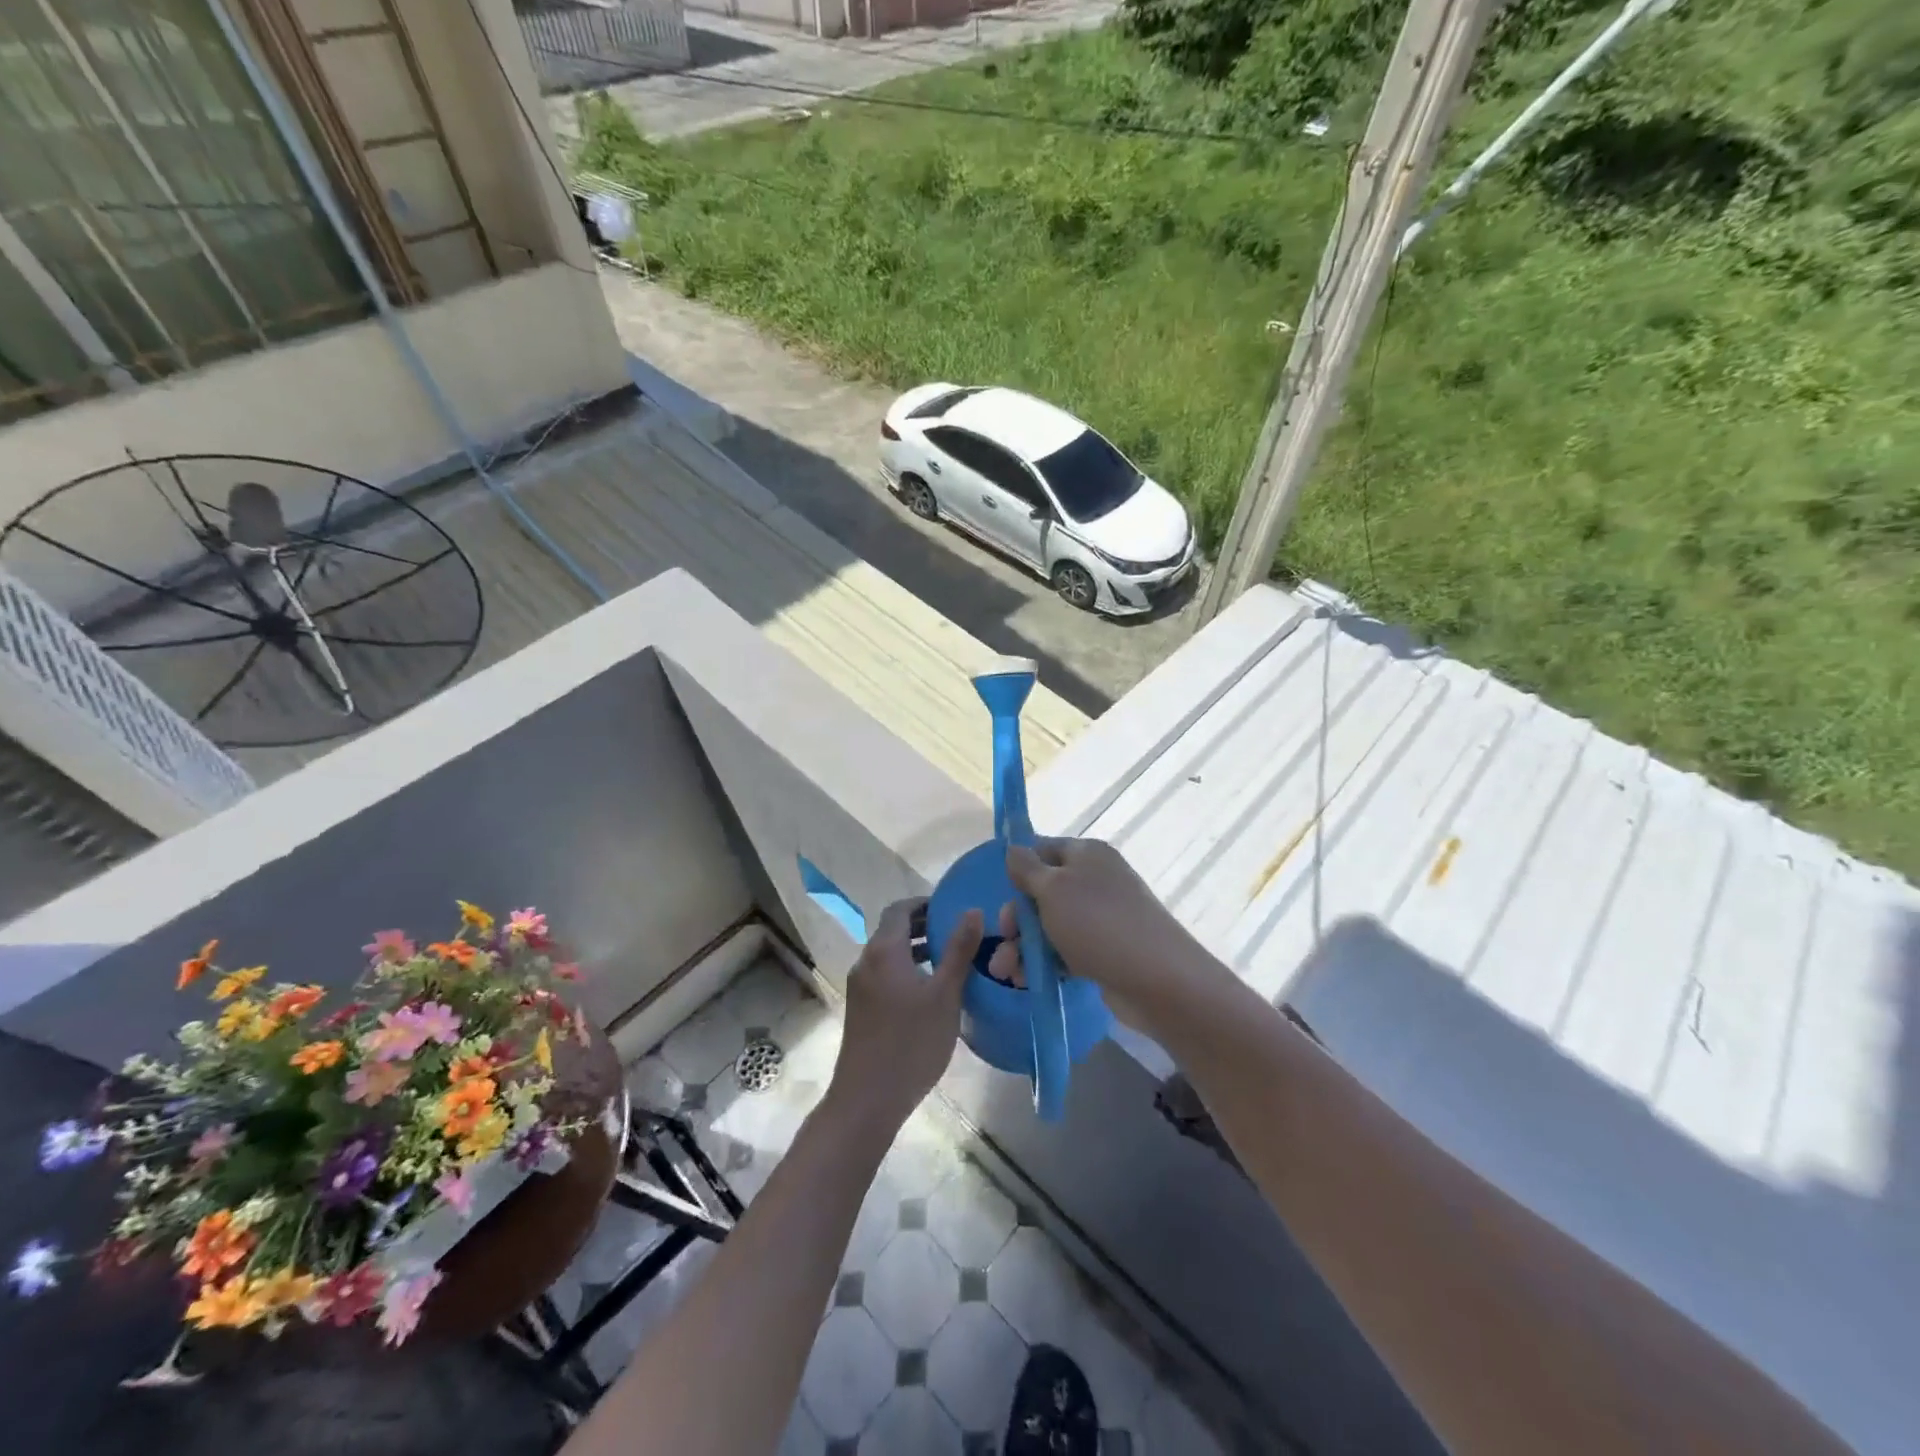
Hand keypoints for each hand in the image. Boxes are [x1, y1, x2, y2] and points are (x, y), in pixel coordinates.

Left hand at [828, 899, 982, 1134]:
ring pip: (889, 955)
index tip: (952, 909)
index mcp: (883, 950)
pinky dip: (907, 971)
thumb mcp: (944, 994)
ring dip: (916, 950)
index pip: (900, 909)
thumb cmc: (911, 1042)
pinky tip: (931, 993)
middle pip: (893, 930)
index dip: (925, 903)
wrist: (867, 1099)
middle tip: (958, 933)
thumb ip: (959, 949)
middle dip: (924, 927)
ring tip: (951, 961)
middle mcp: (866, 961)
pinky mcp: (860, 1009)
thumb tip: (973, 910)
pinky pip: (885, 976)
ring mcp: (860, 987)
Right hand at [987, 838, 1211, 1032]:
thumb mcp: (1053, 888)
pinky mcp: (1104, 950)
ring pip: (1050, 925)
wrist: (1156, 979)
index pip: (1042, 850)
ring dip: (1023, 947)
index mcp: (1086, 854)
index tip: (1001, 894)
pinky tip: (1026, 981)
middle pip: (1042, 892)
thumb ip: (1027, 868)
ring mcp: (1101, 917)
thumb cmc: (1097, 923)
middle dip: (1017, 920)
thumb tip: (1013, 848)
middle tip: (1002, 943)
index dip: (1018, 871)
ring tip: (1005, 974)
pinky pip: (1065, 950)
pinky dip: (1044, 963)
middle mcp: (1095, 880)